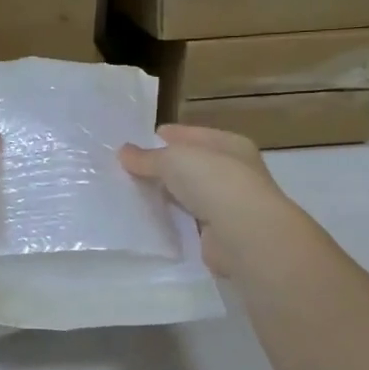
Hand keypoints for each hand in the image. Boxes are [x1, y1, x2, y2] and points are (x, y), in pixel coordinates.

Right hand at [119, 125, 301, 276]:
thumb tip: (124, 152)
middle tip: (129, 170)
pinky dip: (173, 221)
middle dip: (164, 168)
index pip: (193, 135)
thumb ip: (148, 157)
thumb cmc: (214, 182)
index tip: (137, 142)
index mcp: (230, 144)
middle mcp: (234, 172)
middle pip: (192, 166)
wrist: (244, 234)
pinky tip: (151, 221)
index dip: (167, 136)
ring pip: (190, 195)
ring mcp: (229, 205)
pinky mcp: (219, 234)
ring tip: (134, 195)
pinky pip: (189, 222)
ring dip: (168, 196)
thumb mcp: (173, 159)